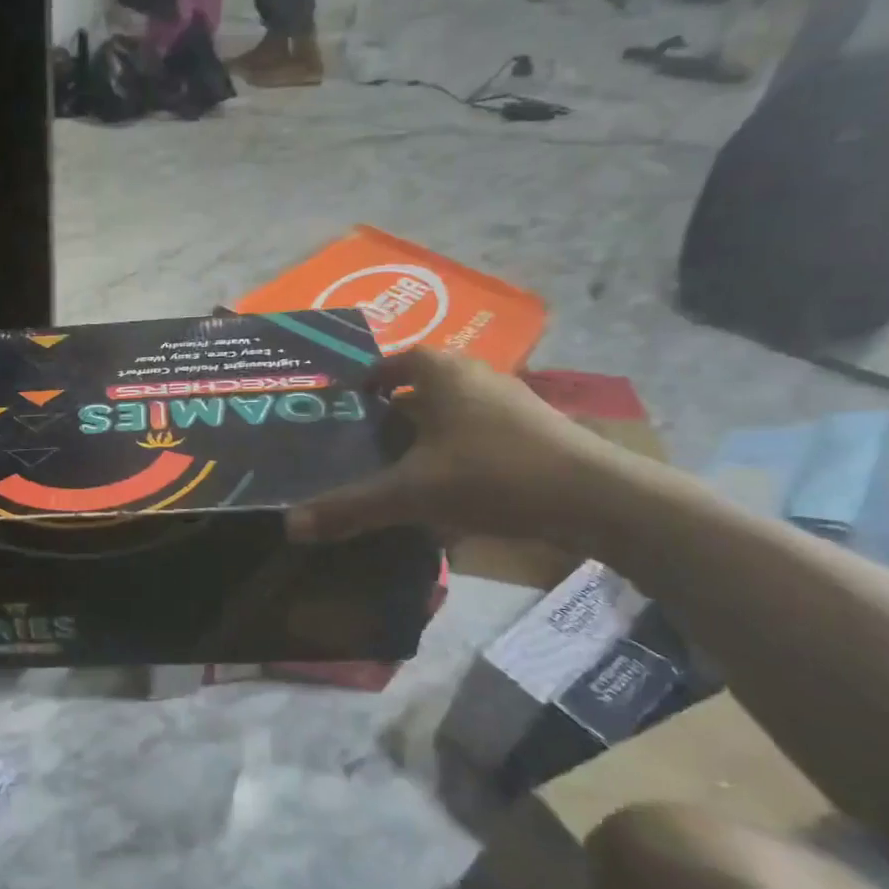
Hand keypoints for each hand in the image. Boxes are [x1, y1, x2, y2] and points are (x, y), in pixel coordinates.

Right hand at [289, 348, 621, 545]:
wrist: (599, 499)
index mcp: (441, 372)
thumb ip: (350, 507)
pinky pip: (475, 430)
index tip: (343, 410)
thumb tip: (290, 526)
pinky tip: (444, 485)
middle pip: (418, 385)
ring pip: (449, 409)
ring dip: (423, 431)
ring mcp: (509, 400)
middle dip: (389, 410)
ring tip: (395, 465)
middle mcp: (474, 374)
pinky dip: (452, 448)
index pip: (390, 361)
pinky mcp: (532, 429)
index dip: (364, 382)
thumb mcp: (411, 494)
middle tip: (360, 441)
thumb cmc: (493, 475)